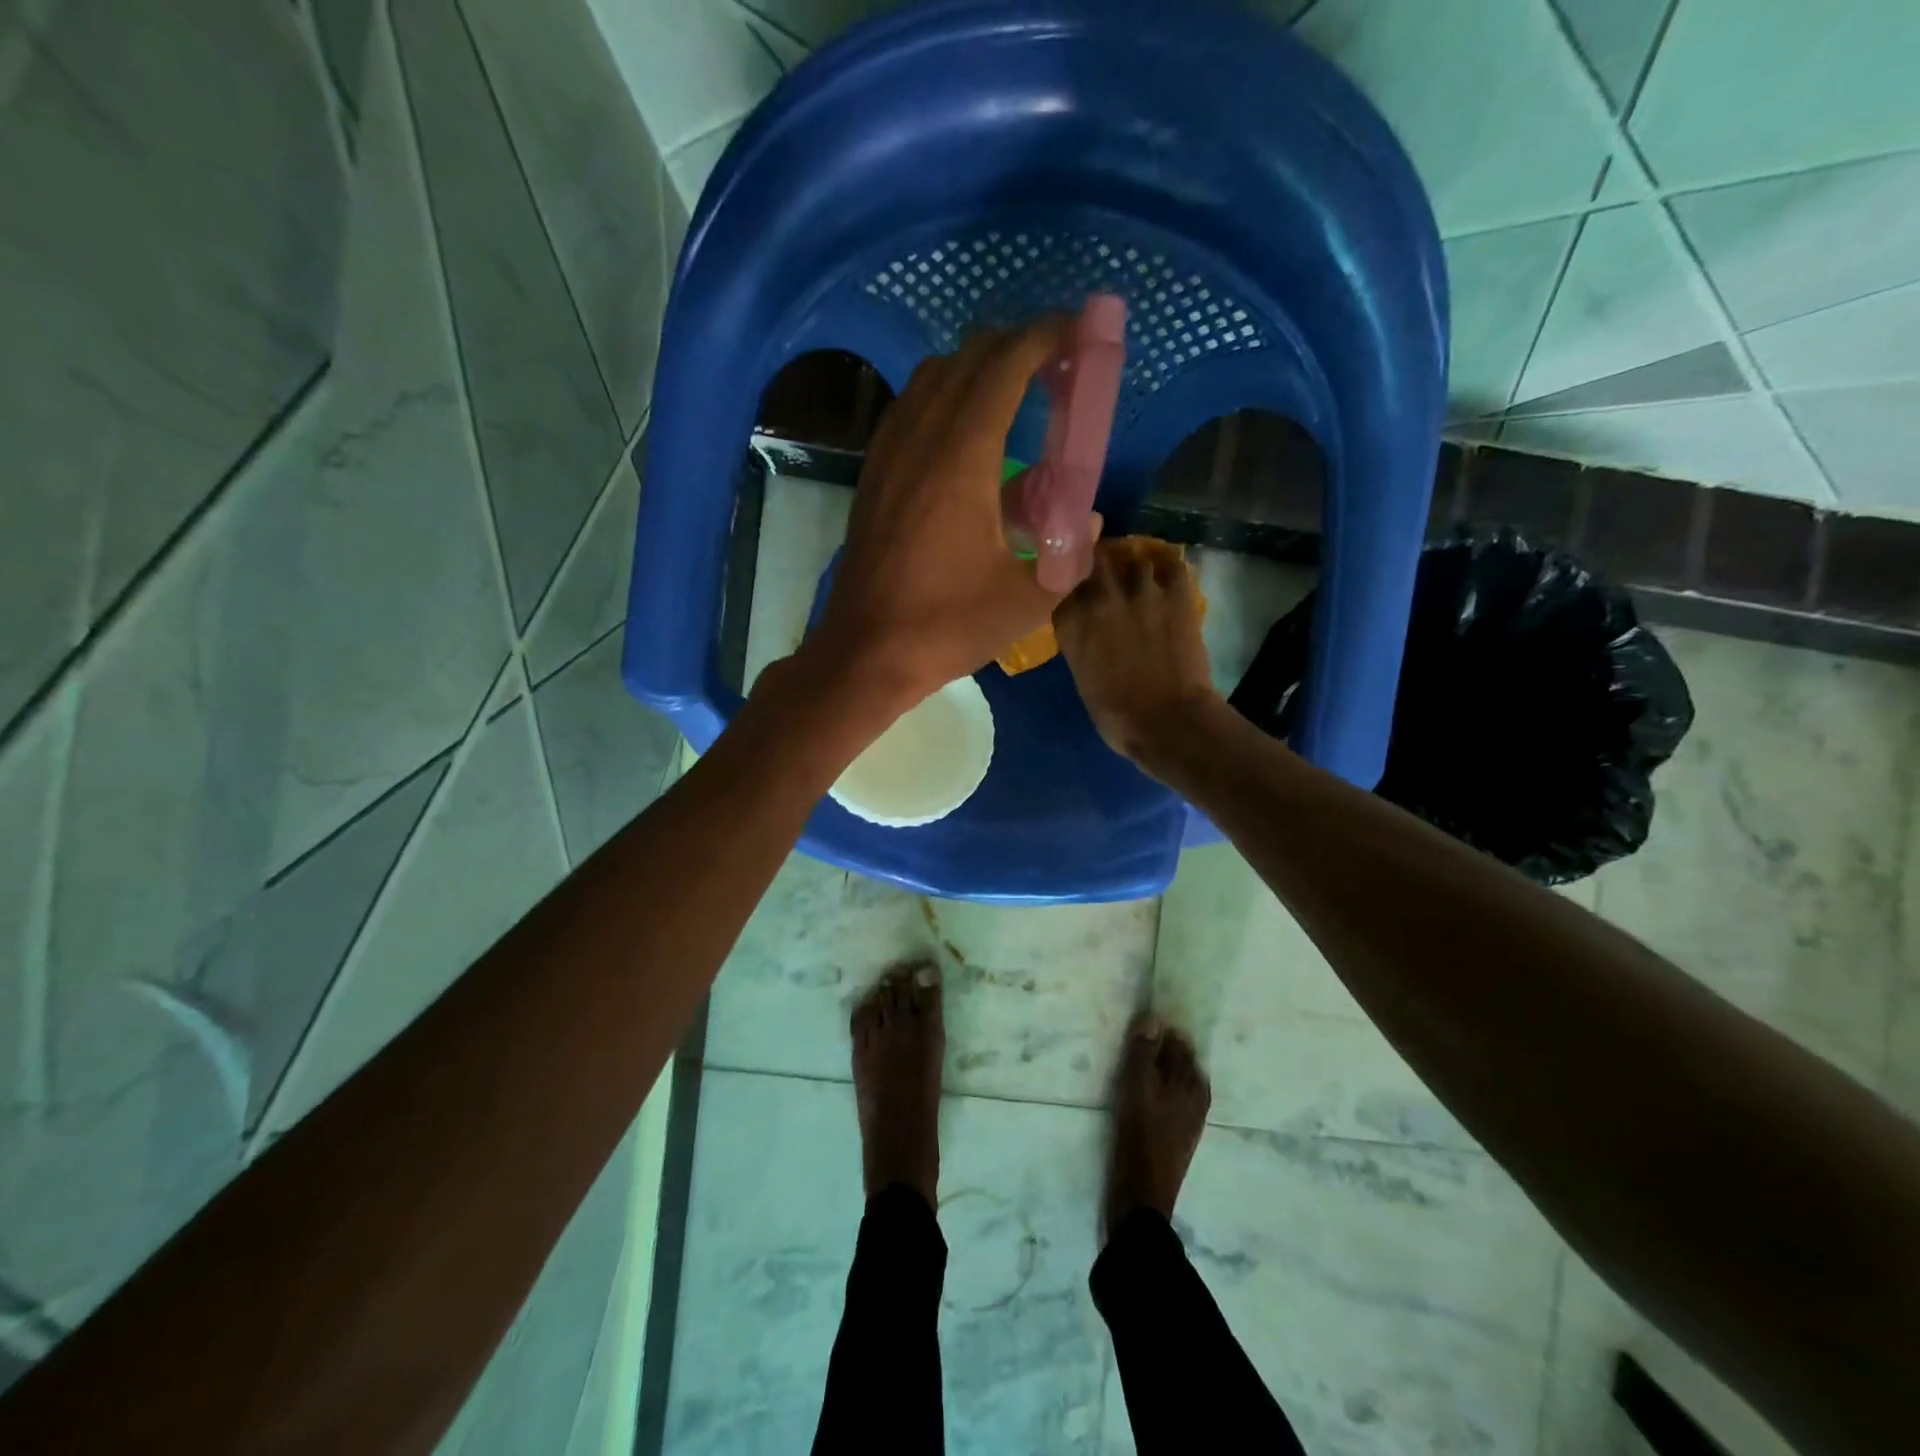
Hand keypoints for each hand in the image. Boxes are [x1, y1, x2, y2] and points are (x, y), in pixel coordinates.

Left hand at [802, 321, 1099, 710]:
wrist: (866, 652)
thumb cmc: (947, 626)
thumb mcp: (1028, 600)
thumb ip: (1072, 556)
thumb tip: (1090, 523)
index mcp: (962, 458)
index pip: (1005, 365)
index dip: (1045, 336)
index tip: (1078, 331)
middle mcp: (920, 438)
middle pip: (968, 357)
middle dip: (1017, 346)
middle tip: (1056, 365)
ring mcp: (889, 453)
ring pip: (933, 377)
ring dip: (978, 368)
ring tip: (1015, 393)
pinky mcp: (873, 474)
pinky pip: (911, 408)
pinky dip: (945, 397)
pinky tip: (966, 434)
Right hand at [1054, 538, 1222, 764]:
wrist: (1167, 721)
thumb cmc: (1117, 715)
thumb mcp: (1082, 677)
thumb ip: (1080, 642)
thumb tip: (1088, 629)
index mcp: (1071, 623)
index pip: (1063, 584)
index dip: (1071, 586)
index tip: (1076, 591)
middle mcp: (1100, 598)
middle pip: (1094, 560)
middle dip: (1099, 565)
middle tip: (1107, 575)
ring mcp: (1140, 591)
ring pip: (1134, 560)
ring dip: (1135, 570)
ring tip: (1141, 580)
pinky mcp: (1177, 594)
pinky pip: (1172, 565)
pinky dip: (1169, 570)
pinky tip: (1168, 579)